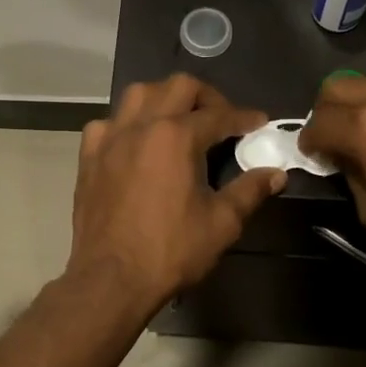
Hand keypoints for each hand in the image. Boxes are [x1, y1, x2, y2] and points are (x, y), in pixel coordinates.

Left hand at [70, 76, 285, 313]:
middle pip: (178, 87)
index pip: (219, 115)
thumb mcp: (221, 223)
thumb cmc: (170, 251)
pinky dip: (127, 124)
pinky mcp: (89, 156)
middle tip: (221, 118)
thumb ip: (250, 191)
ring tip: (179, 120)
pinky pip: (108, 122)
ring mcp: (110, 138)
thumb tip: (276, 173)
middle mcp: (142, 125)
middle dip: (207, 96)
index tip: (259, 122)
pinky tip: (136, 143)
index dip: (244, 117)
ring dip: (164, 98)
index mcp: (177, 136)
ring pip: (139, 94)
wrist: (111, 280)